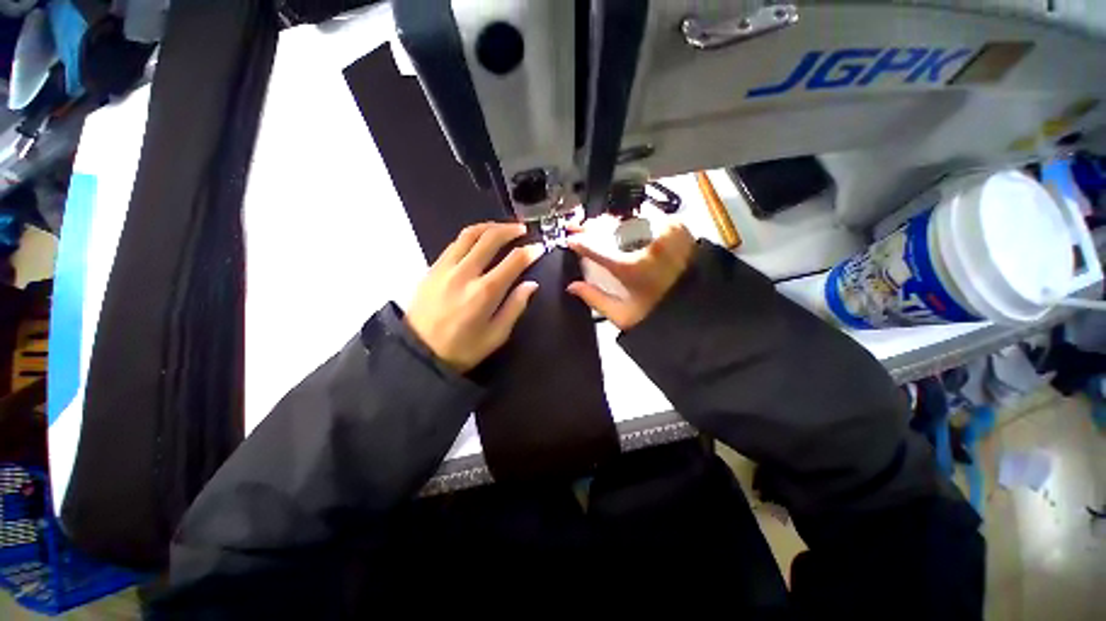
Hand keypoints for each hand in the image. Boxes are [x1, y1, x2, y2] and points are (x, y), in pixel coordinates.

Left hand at [406, 222, 541, 372]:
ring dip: (490, 227)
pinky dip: (471, 235)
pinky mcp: (433, 267)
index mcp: (485, 292)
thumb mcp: (496, 335)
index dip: (530, 252)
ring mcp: (446, 267)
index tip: (539, 248)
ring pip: (470, 234)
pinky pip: (455, 243)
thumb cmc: (462, 348)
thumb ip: (515, 307)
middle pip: (490, 238)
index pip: (513, 261)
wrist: (418, 352)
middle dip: (510, 230)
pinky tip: (479, 239)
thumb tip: (531, 284)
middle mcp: (465, 273)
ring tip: (503, 228)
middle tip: (523, 230)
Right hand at [566, 215, 694, 329]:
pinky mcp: (675, 225)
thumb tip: (572, 286)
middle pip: (608, 226)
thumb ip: (595, 298)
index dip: (579, 241)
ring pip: (626, 218)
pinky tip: (623, 225)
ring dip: (609, 222)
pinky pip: (646, 216)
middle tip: (578, 226)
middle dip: (590, 226)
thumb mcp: (623, 314)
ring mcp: (662, 230)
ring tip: (597, 225)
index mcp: (630, 266)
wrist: (701, 306)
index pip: (595, 246)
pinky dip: (631, 220)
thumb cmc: (660, 314)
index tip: (569, 239)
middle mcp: (645, 242)